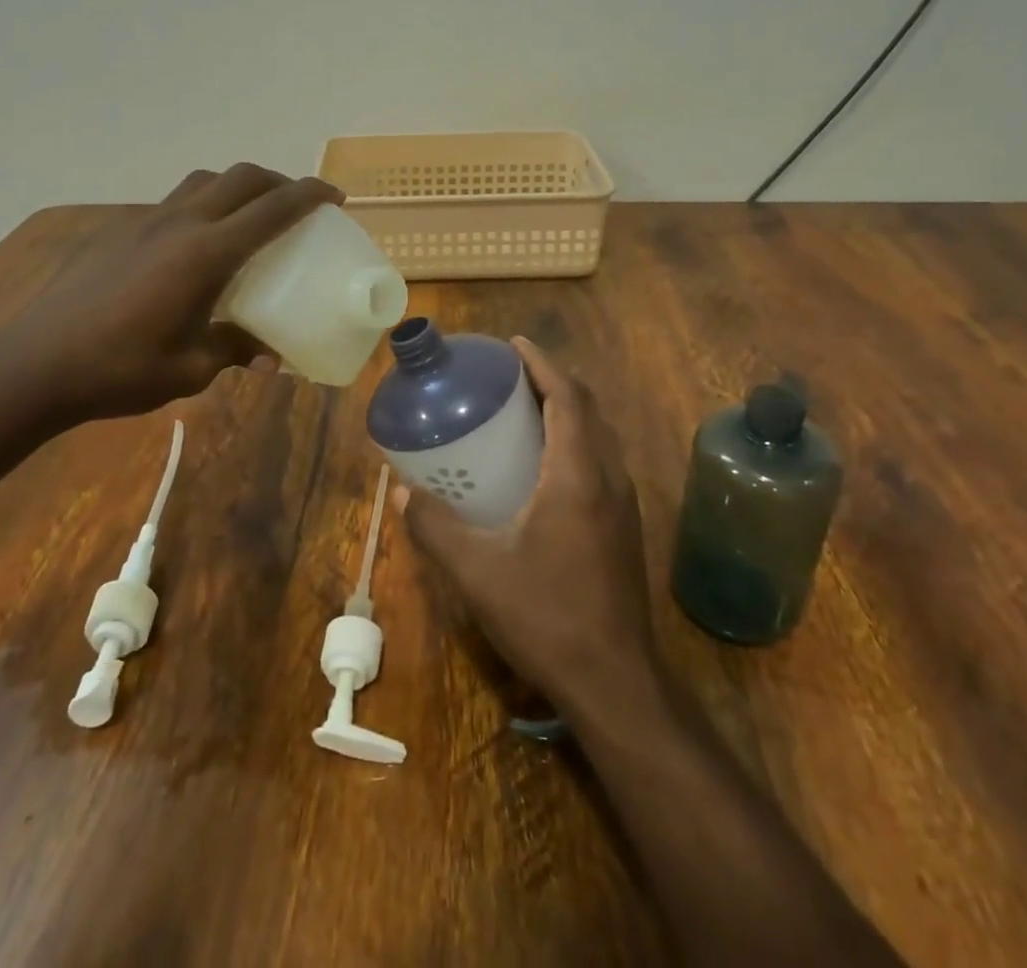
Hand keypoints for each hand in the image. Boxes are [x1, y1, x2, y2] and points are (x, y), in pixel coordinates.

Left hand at [0, 164, 340, 423]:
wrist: (35, 363)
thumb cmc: (121, 368)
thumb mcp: (191, 368)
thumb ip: (235, 350)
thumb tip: (270, 356)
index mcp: (207, 253)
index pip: (273, 208)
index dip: (311, 195)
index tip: (336, 197)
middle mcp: (180, 223)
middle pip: (241, 177)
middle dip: (278, 182)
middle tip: (297, 206)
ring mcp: (144, 221)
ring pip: (203, 182)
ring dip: (236, 187)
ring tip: (247, 217)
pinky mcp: (117, 230)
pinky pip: (172, 203)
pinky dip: (199, 206)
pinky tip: (192, 246)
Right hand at [396, 337, 660, 716]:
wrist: (615, 682)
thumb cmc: (546, 616)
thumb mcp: (478, 571)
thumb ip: (436, 527)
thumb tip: (402, 493)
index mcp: (578, 474)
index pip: (567, 397)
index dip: (541, 364)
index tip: (514, 344)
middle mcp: (609, 478)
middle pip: (587, 409)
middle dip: (552, 381)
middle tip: (510, 376)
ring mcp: (623, 504)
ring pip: (598, 436)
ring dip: (567, 411)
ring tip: (523, 411)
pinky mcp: (624, 528)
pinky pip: (601, 461)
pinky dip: (575, 441)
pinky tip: (543, 467)